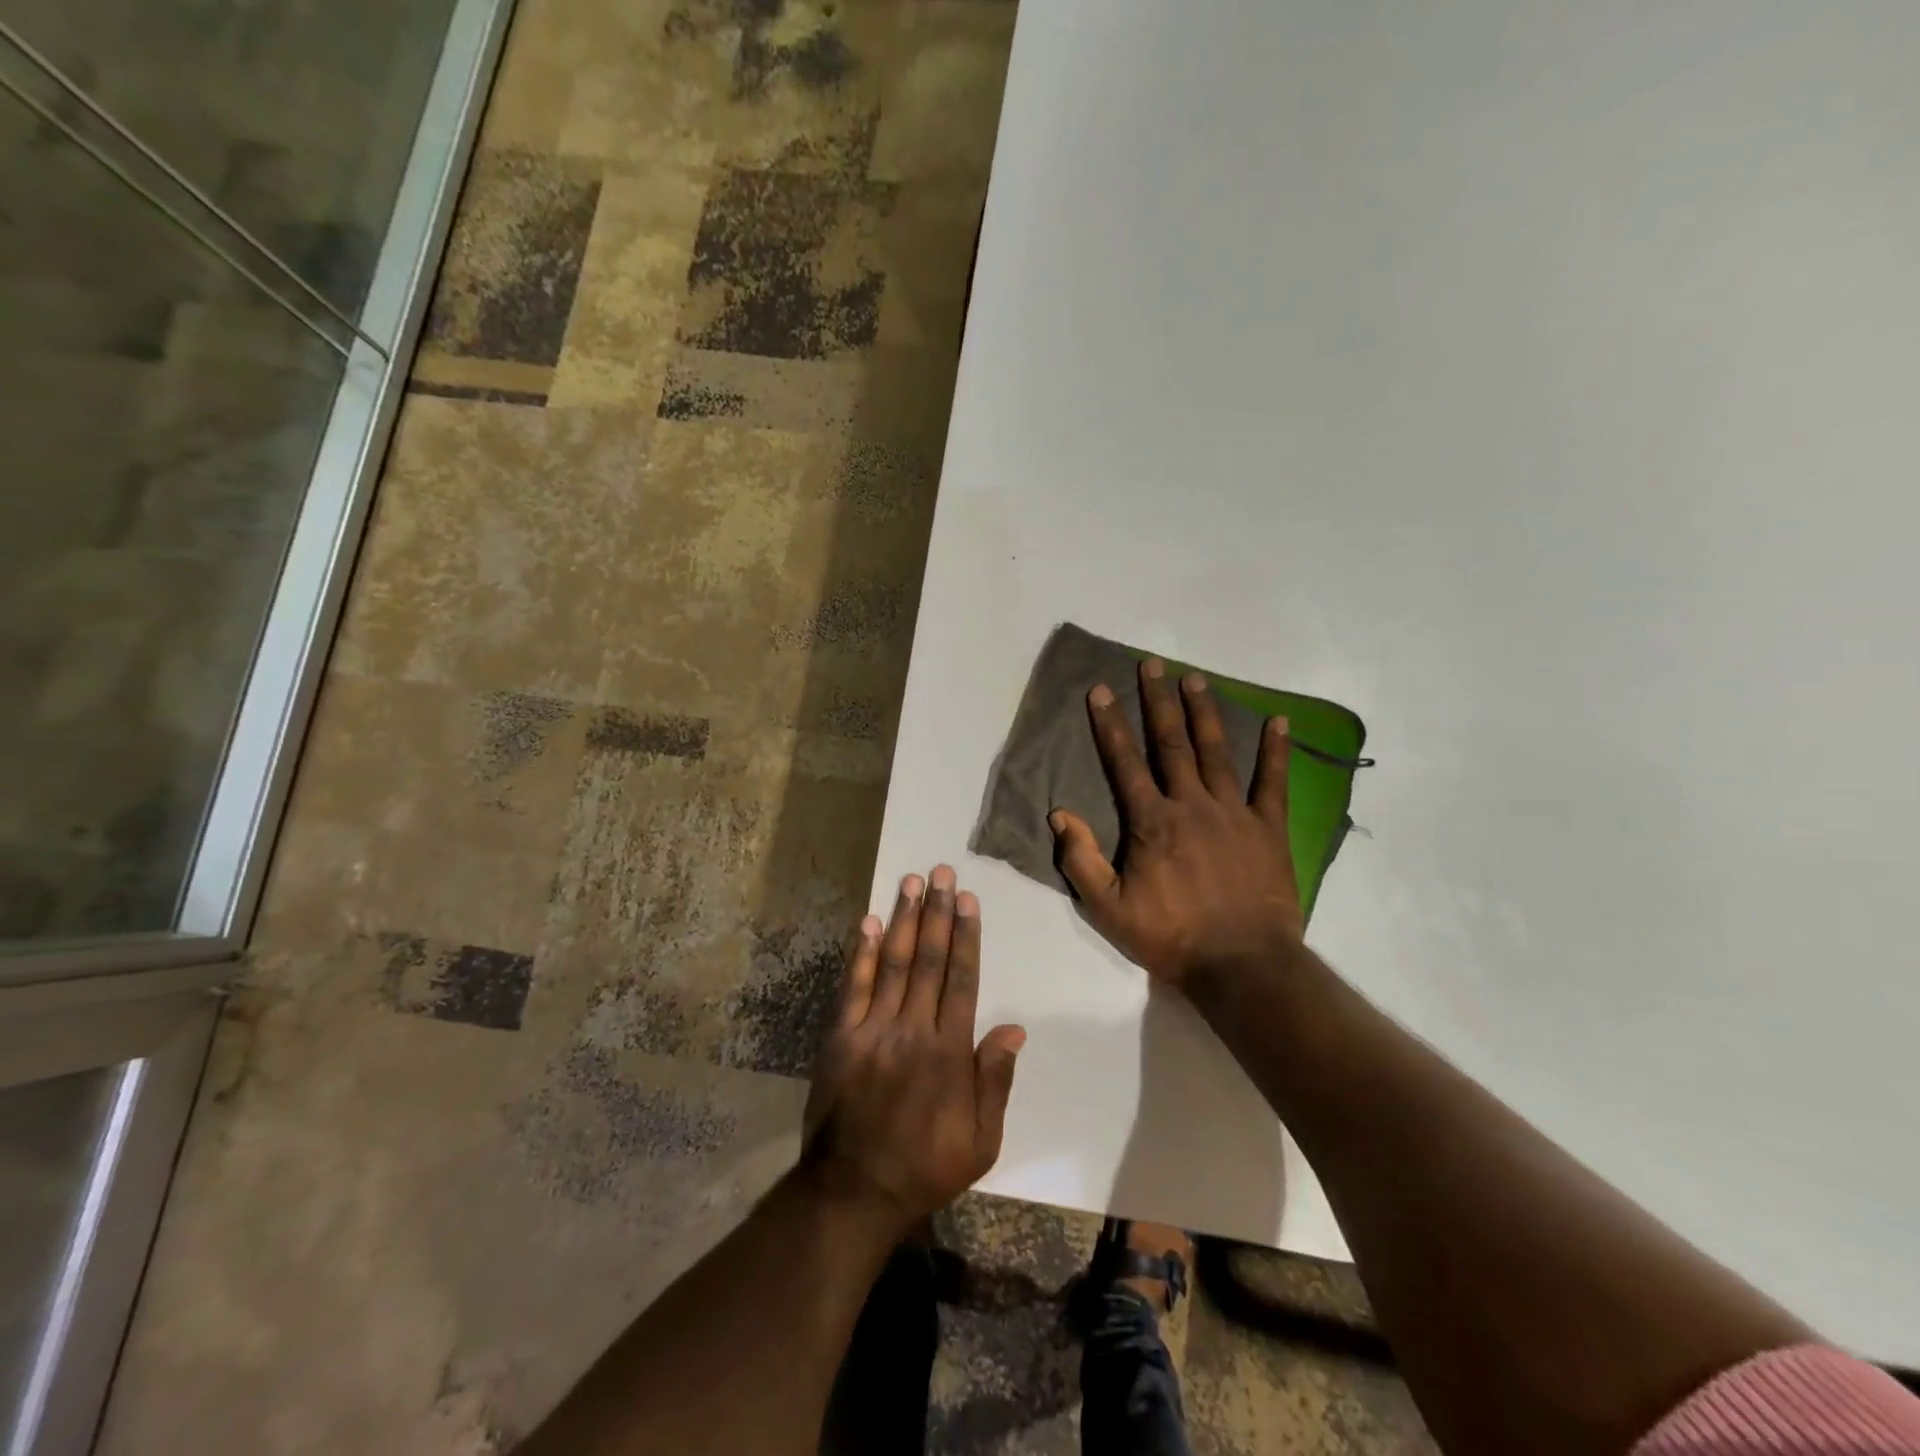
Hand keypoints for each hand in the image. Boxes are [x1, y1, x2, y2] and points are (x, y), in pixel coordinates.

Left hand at [801, 866, 1025, 1231]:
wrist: (854, 1191)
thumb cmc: (926, 1166)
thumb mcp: (981, 1141)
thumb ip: (995, 1081)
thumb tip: (1014, 1028)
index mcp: (949, 1052)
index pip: (961, 980)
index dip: (966, 936)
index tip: (967, 900)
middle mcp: (912, 1030)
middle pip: (928, 960)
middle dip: (936, 913)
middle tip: (940, 872)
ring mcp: (872, 1031)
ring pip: (892, 964)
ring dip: (903, 920)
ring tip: (910, 882)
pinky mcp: (840, 1038)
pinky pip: (852, 987)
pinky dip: (860, 953)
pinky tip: (867, 922)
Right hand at [1049, 659, 1303, 988]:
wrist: (1241, 965)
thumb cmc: (1170, 937)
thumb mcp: (1108, 909)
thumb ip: (1082, 859)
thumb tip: (1059, 814)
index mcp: (1151, 822)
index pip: (1125, 762)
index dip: (1111, 725)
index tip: (1101, 690)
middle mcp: (1191, 805)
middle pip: (1172, 743)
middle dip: (1159, 701)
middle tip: (1153, 665)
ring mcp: (1233, 813)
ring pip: (1216, 751)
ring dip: (1204, 712)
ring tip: (1196, 678)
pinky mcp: (1268, 828)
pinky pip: (1273, 781)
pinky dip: (1276, 750)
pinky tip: (1279, 720)